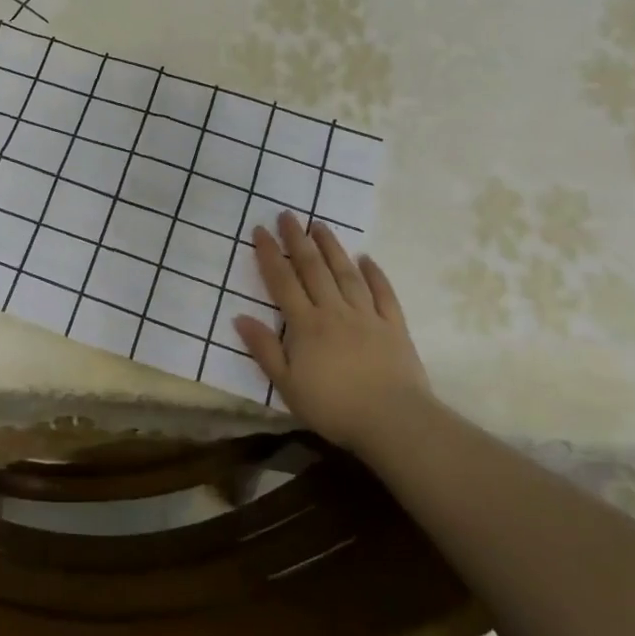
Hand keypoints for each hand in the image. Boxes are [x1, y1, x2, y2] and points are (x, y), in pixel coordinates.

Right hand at [233, 211, 430, 448]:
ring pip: (346, 273)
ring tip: (320, 224)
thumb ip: (264, 350)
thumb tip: (240, 317)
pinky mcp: (394, 326)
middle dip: (298, 240)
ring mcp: (367, 316)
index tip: (260, 230)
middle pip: (313, 269)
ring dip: (332, 247)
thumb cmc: (334, 407)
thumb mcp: (287, 386)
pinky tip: (367, 259)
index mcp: (306, 325)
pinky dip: (375, 274)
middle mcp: (334, 311)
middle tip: (288, 215)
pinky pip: (383, 293)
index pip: (283, 282)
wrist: (393, 421)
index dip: (270, 255)